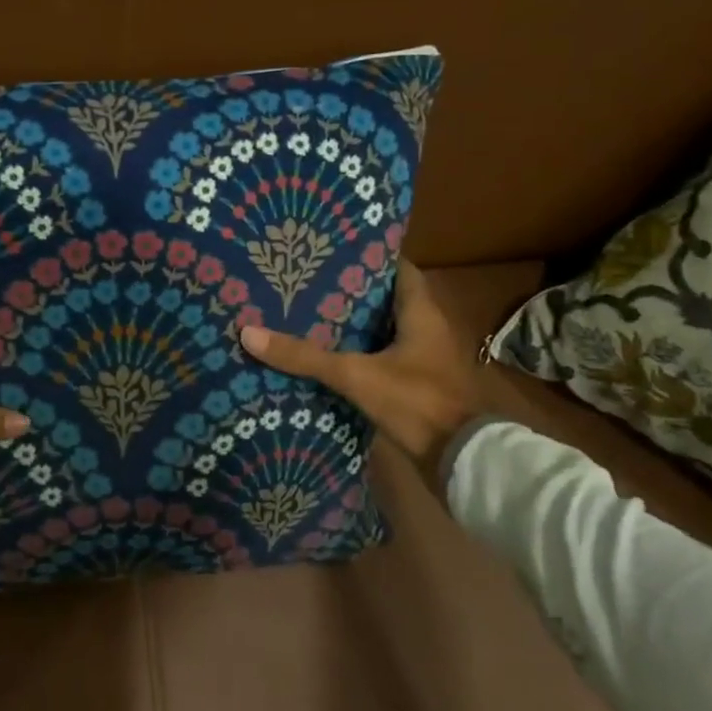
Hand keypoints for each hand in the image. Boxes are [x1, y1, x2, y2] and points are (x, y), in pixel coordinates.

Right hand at [239, 264, 485, 492]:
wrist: (462, 460)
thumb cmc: (417, 402)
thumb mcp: (355, 376)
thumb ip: (305, 356)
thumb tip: (248, 332)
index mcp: (421, 313)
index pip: (398, 269)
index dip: (369, 258)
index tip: (332, 251)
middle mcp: (427, 329)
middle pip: (387, 299)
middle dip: (351, 292)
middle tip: (308, 282)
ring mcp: (424, 360)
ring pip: (384, 331)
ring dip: (354, 325)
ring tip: (309, 315)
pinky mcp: (418, 386)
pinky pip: (383, 359)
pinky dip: (359, 355)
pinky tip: (328, 357)